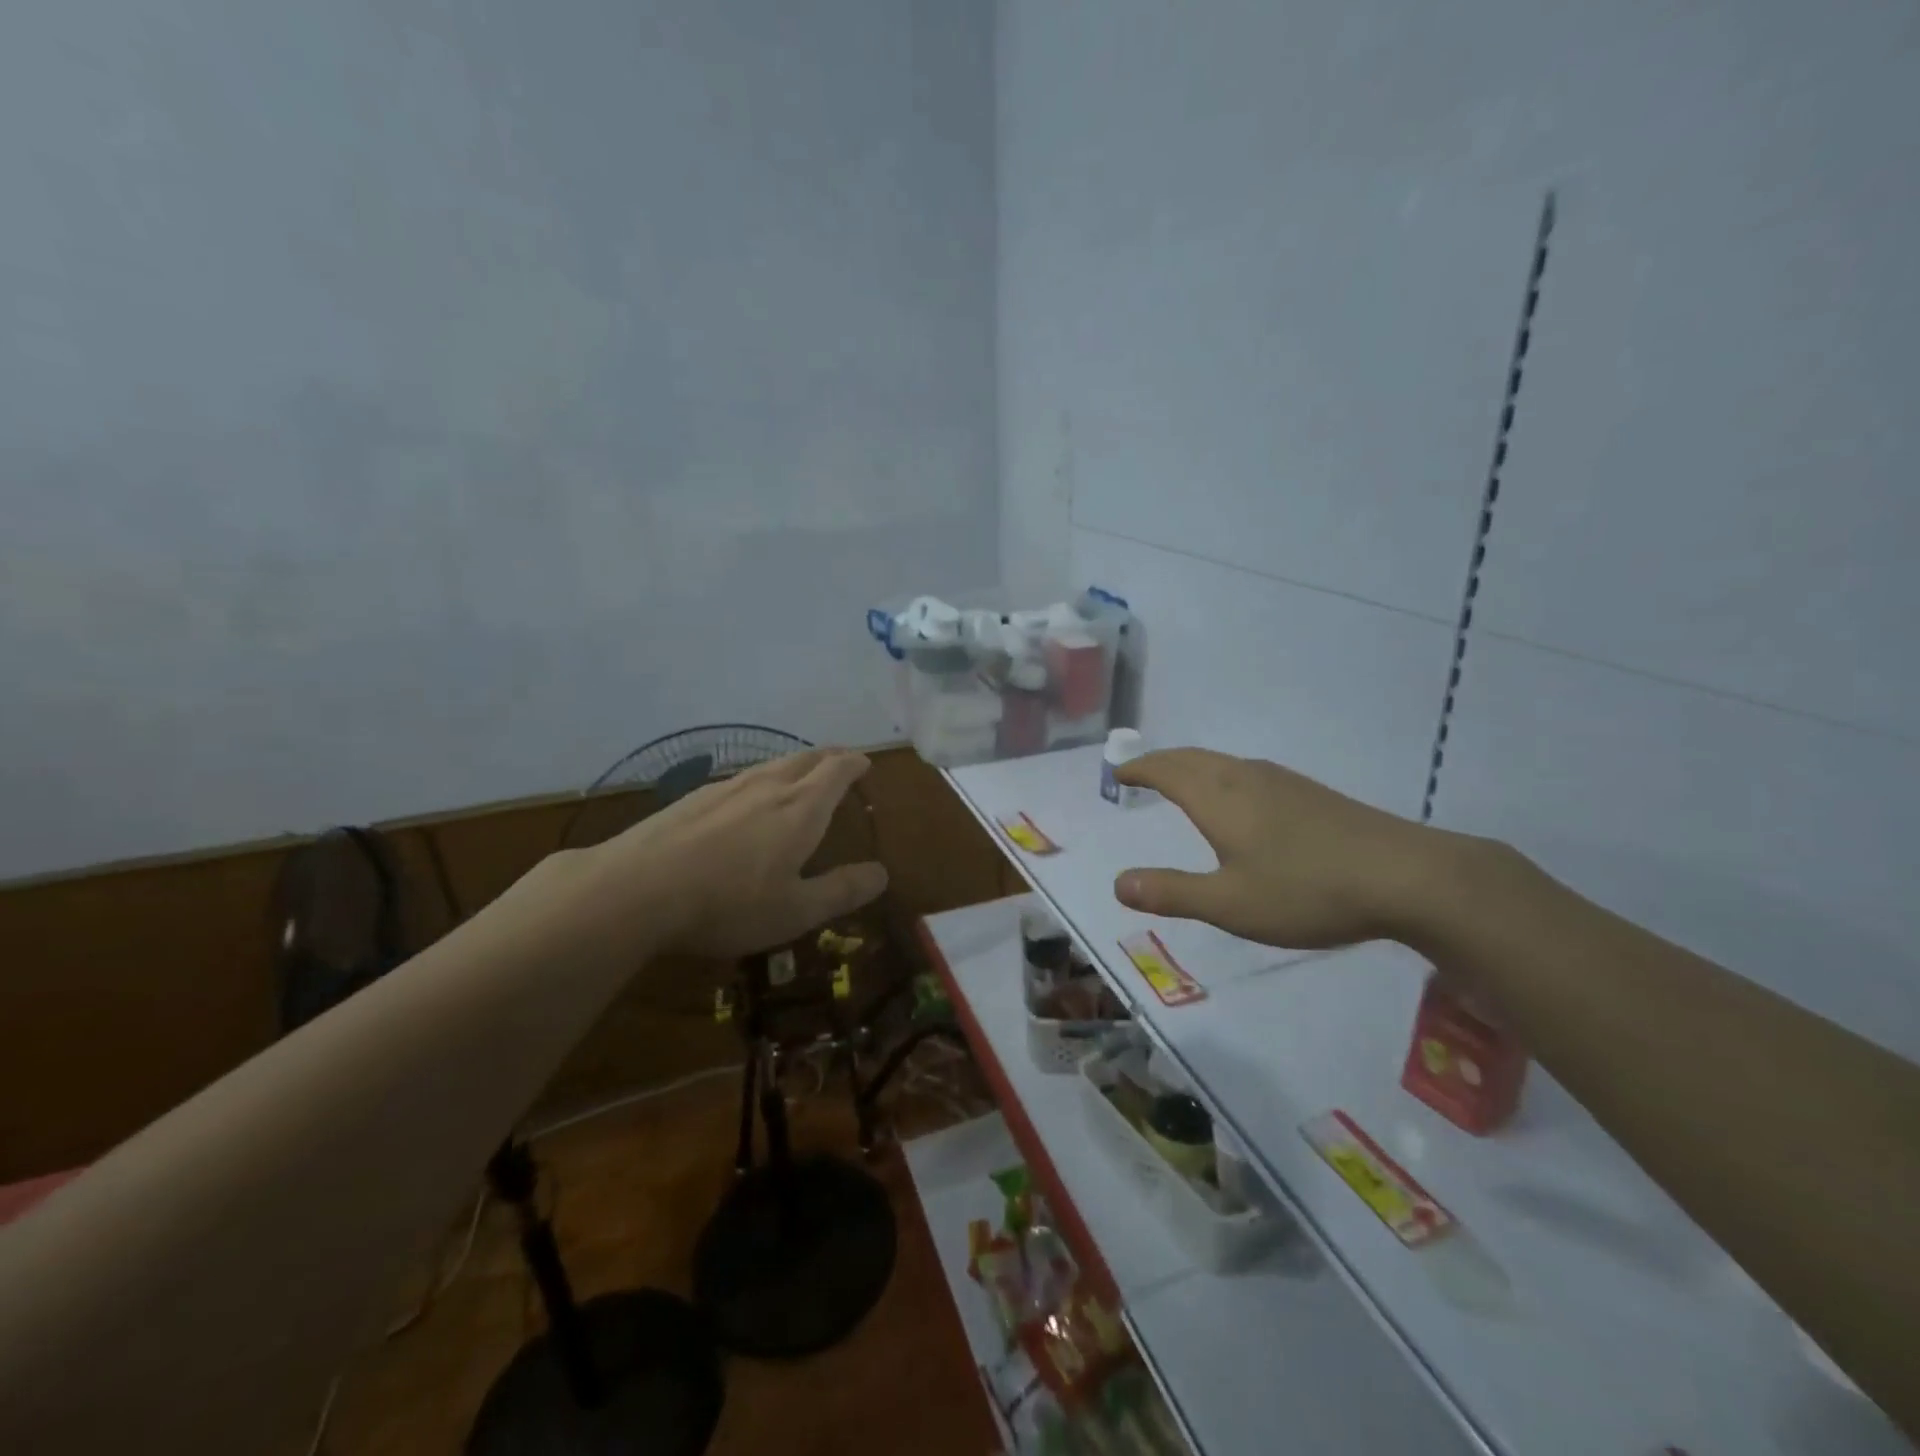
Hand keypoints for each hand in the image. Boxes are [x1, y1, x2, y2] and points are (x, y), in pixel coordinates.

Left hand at [589, 748, 888, 959]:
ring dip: (794, 765)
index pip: (836, 771)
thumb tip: (881, 873)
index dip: (854, 764)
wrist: (635, 890)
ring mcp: (725, 788)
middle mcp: (767, 787)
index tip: (865, 763)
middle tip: (840, 761)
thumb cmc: (729, 903)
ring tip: (799, 774)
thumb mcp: (796, 911)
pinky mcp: (691, 798)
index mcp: (801, 808)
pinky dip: (760, 779)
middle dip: (828, 757)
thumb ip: (842, 890)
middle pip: (805, 758)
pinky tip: (745, 799)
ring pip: (770, 765)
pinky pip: (740, 778)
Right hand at [1112, 748, 1447, 948]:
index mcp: (1218, 798)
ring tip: (1178, 779)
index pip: (1166, 771)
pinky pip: (1246, 771)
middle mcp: (1245, 778)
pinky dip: (1219, 774)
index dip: (1138, 769)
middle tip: (1139, 771)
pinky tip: (1238, 797)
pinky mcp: (1310, 793)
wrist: (1406, 876)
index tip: (1118, 771)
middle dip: (1160, 762)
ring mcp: (1282, 781)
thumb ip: (1171, 892)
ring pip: (1221, 762)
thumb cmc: (1306, 890)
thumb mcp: (1229, 903)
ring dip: (1190, 765)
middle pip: (1192, 758)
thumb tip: (1117, 883)